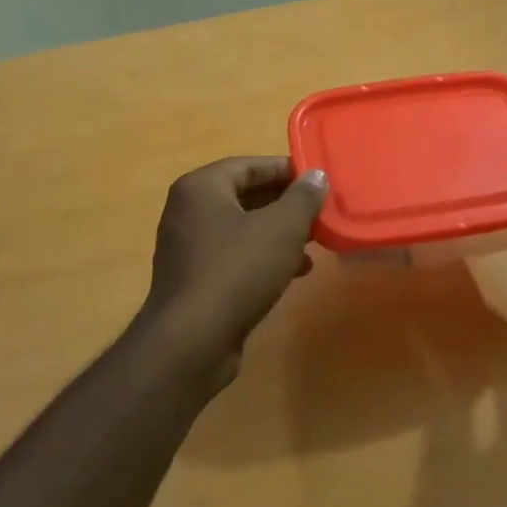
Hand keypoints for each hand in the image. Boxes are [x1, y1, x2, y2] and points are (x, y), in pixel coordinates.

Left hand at [136, 157, 328, 382]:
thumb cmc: (237, 270)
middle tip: (319, 210)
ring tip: (315, 240)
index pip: (249, 165)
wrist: (192, 341)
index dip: (286, 169)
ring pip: (242, 228)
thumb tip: (316, 176)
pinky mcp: (194, 279)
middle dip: (285, 203)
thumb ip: (302, 197)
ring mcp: (187, 247)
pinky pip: (233, 255)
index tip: (318, 180)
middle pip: (245, 195)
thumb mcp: (281, 228)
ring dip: (278, 232)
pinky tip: (294, 271)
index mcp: (201, 187)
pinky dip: (262, 256)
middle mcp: (188, 211)